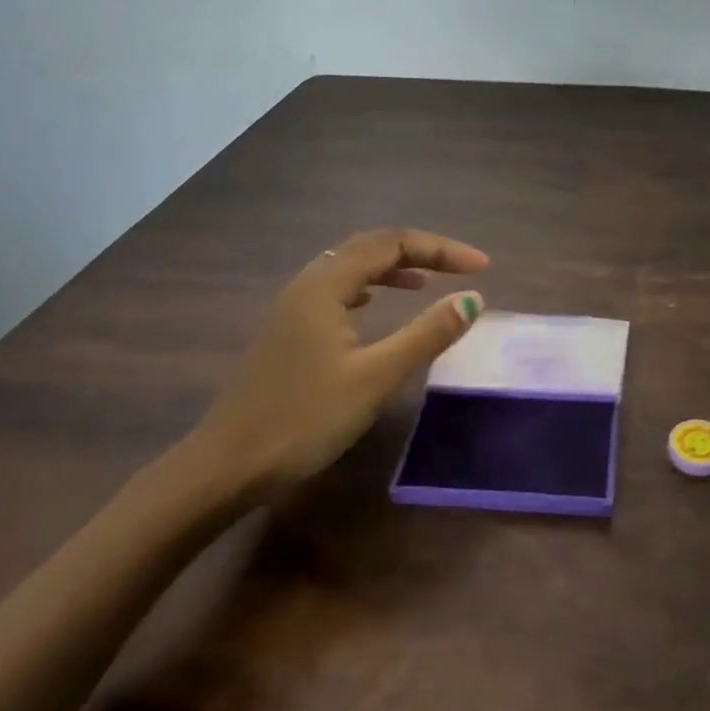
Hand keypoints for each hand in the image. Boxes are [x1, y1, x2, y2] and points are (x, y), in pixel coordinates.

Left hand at [186, 229, 488, 496]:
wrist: (227, 466)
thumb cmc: (304, 418)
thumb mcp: (376, 377)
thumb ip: (426, 334)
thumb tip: (473, 298)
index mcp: (325, 285)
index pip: (392, 243)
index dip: (441, 249)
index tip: (482, 269)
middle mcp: (307, 285)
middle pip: (370, 247)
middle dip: (420, 252)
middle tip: (461, 269)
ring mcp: (293, 308)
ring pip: (350, 268)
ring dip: (393, 268)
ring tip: (427, 282)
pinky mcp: (289, 332)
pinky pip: (337, 291)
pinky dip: (369, 287)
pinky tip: (376, 306)